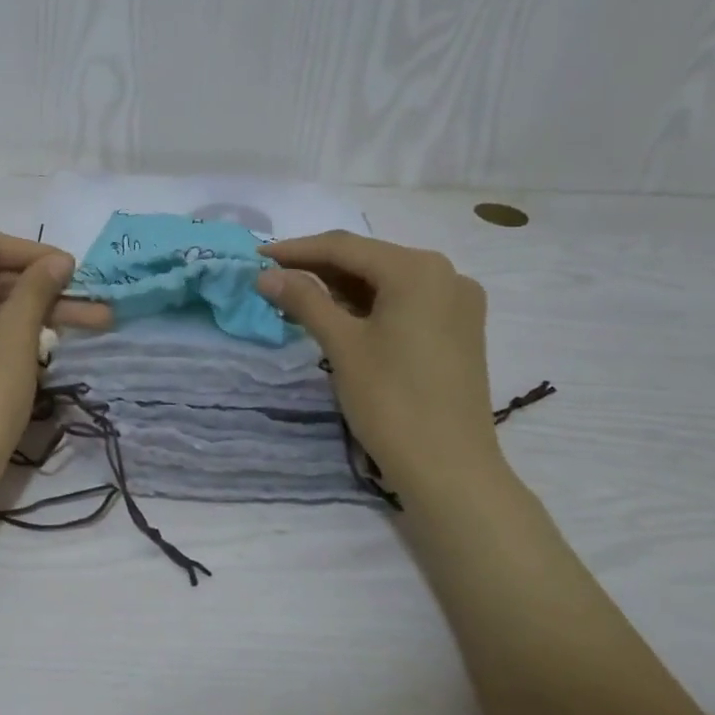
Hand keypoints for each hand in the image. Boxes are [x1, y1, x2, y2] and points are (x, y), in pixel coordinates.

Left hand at [0, 228, 77, 496]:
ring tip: (89, 327)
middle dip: (44, 288)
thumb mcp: (18, 335)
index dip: (32, 251)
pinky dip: (8, 330)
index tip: (70, 271)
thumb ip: (37, 288)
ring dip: (34, 312)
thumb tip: (57, 261)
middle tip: (92, 306)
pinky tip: (46, 345)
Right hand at [257, 232, 502, 491]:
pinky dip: (369, 305)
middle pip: (368, 260)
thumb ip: (304, 301)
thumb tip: (266, 276)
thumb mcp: (342, 346)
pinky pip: (404, 302)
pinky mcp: (458, 329)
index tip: (256, 257)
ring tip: (295, 297)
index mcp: (418, 269)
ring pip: (386, 282)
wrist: (449, 468)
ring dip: (341, 288)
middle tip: (272, 278)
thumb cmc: (391, 401)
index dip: (296, 250)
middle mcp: (445, 274)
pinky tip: (338, 315)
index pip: (345, 247)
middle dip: (318, 268)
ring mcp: (457, 302)